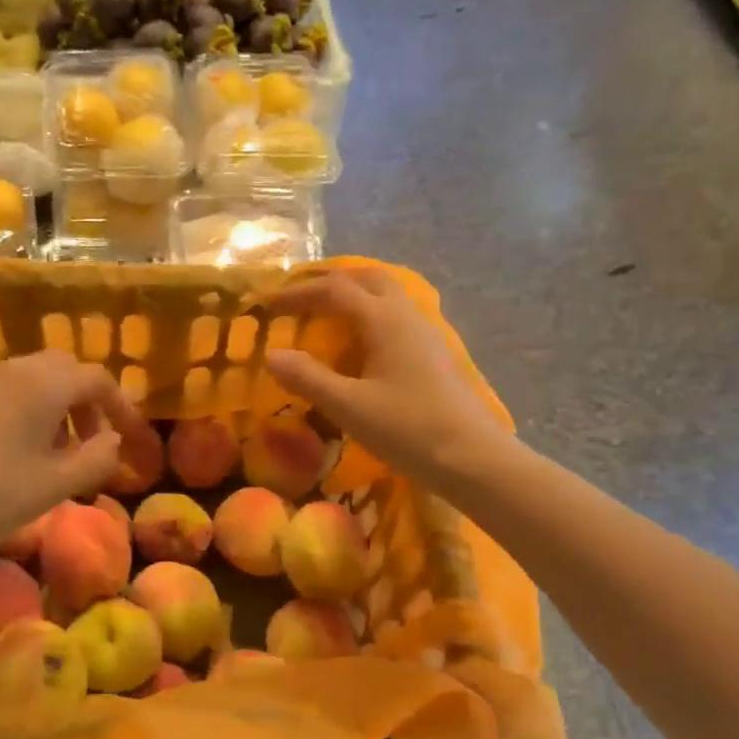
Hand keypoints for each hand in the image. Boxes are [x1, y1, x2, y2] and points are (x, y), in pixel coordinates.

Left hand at [0, 350, 142, 568]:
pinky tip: (17, 444)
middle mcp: (13, 369)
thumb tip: (113, 440)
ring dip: (55, 401)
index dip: (120, 406)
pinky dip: (24, 404)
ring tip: (56, 447)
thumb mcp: (60, 483)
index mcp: (45, 385)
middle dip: (85, 399)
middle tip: (91, 439)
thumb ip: (99, 457)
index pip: (96, 379)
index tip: (128, 437)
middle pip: (64, 369)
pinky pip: (4, 386)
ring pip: (32, 375)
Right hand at [264, 268, 506, 483]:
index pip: (334, 290)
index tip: (266, 305)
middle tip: (298, 301)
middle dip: (328, 284)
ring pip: (385, 296)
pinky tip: (358, 347)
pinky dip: (367, 318)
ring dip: (351, 298)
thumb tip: (271, 355)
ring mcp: (424, 333)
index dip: (297, 293)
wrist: (472, 458)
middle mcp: (406, 315)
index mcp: (383, 319)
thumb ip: (307, 378)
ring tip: (323, 319)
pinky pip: (395, 318)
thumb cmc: (408, 429)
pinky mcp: (432, 354)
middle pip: (366, 280)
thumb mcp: (348, 406)